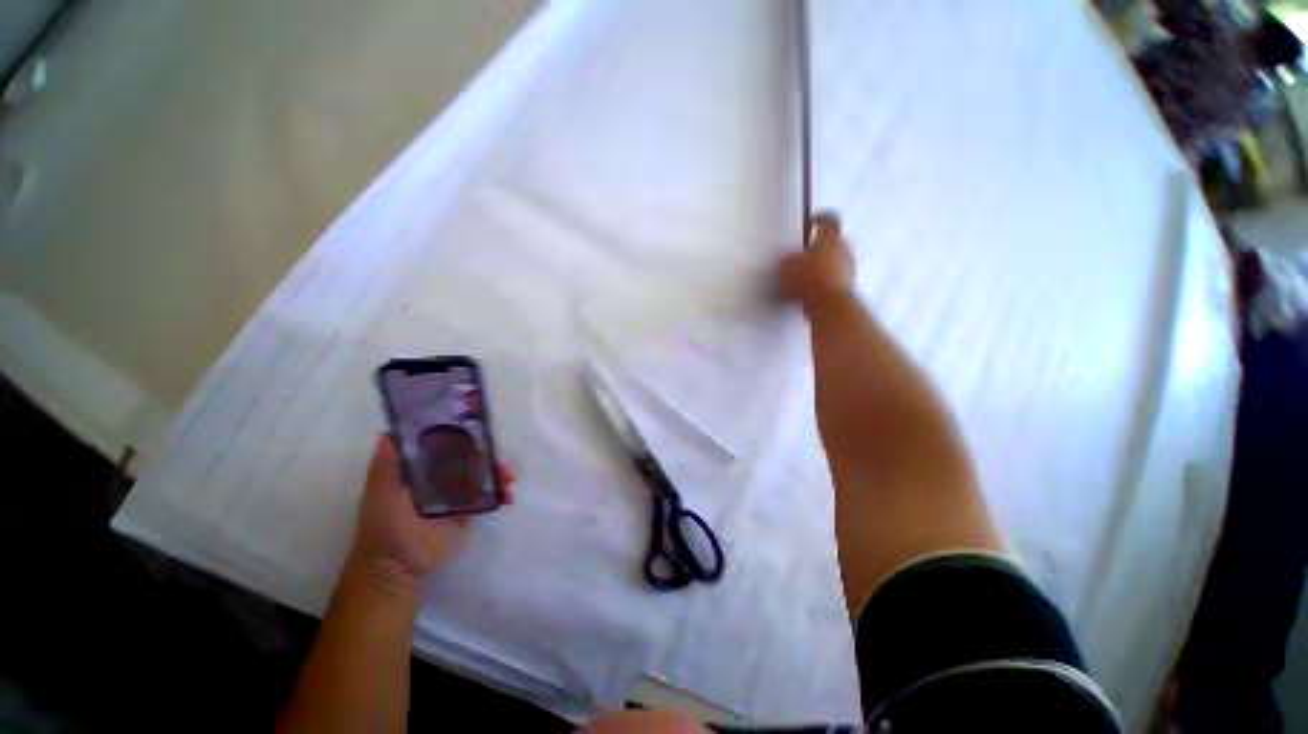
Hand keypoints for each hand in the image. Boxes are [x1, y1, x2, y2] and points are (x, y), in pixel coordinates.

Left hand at [347, 435, 513, 591]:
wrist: (398, 567)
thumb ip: (386, 463)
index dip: (463, 435)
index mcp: (421, 467)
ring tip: (509, 477)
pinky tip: (508, 494)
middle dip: (489, 453)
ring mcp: (457, 494)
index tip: (481, 429)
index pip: (446, 443)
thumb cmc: (386, 525)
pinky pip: (490, 495)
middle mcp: (440, 476)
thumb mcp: (381, 489)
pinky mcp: (469, 511)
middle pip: (471, 456)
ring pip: (484, 474)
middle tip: (501, 457)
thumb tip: (388, 432)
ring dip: (499, 471)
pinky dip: (502, 492)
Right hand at [778, 212, 854, 307]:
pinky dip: (823, 281)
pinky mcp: (846, 285)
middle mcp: (844, 250)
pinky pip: (833, 278)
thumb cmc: (813, 282)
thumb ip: (785, 261)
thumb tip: (783, 261)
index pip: (829, 220)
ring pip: (833, 261)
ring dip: (820, 266)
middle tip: (804, 252)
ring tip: (804, 275)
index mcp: (832, 238)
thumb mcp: (788, 268)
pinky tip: (809, 290)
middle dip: (817, 247)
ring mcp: (848, 268)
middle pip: (831, 242)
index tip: (814, 219)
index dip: (821, 218)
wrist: (829, 305)